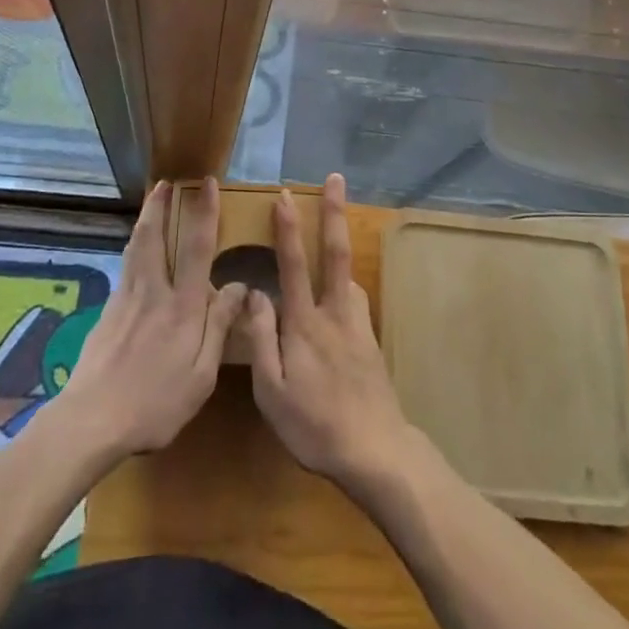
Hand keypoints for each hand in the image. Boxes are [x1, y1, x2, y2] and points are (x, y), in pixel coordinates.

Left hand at [60, 178, 246, 457]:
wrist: (90, 420)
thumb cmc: (154, 404)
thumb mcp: (201, 376)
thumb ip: (219, 327)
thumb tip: (239, 285)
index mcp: (182, 306)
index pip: (197, 247)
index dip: (204, 212)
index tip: (207, 183)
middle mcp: (153, 291)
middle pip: (154, 236)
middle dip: (160, 205)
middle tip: (165, 182)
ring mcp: (125, 299)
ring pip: (135, 248)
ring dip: (145, 220)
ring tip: (151, 203)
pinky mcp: (106, 312)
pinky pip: (125, 269)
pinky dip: (133, 249)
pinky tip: (135, 254)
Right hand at [246, 174, 417, 490]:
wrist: (375, 450)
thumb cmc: (314, 425)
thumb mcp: (271, 392)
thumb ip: (260, 340)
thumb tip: (253, 294)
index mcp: (303, 323)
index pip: (293, 265)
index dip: (287, 228)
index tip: (285, 194)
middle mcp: (334, 312)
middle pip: (334, 252)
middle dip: (333, 212)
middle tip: (336, 178)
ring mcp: (357, 323)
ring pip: (347, 274)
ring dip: (341, 245)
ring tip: (333, 228)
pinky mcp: (370, 338)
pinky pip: (354, 298)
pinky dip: (346, 283)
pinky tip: (340, 293)